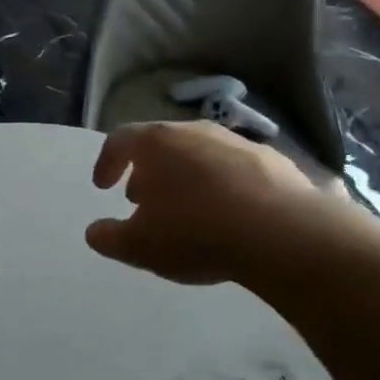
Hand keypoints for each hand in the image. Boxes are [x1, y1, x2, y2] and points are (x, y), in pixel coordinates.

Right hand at [85, 121, 336, 284]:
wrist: (284, 234)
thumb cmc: (196, 233)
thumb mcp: (139, 246)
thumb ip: (109, 238)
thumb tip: (95, 232)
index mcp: (156, 143)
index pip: (120, 140)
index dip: (107, 162)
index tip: (102, 186)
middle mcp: (195, 132)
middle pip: (161, 144)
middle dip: (147, 171)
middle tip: (142, 199)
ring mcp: (238, 143)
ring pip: (200, 155)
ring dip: (186, 177)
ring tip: (187, 210)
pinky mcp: (275, 162)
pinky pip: (236, 171)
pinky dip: (223, 187)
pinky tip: (229, 216)